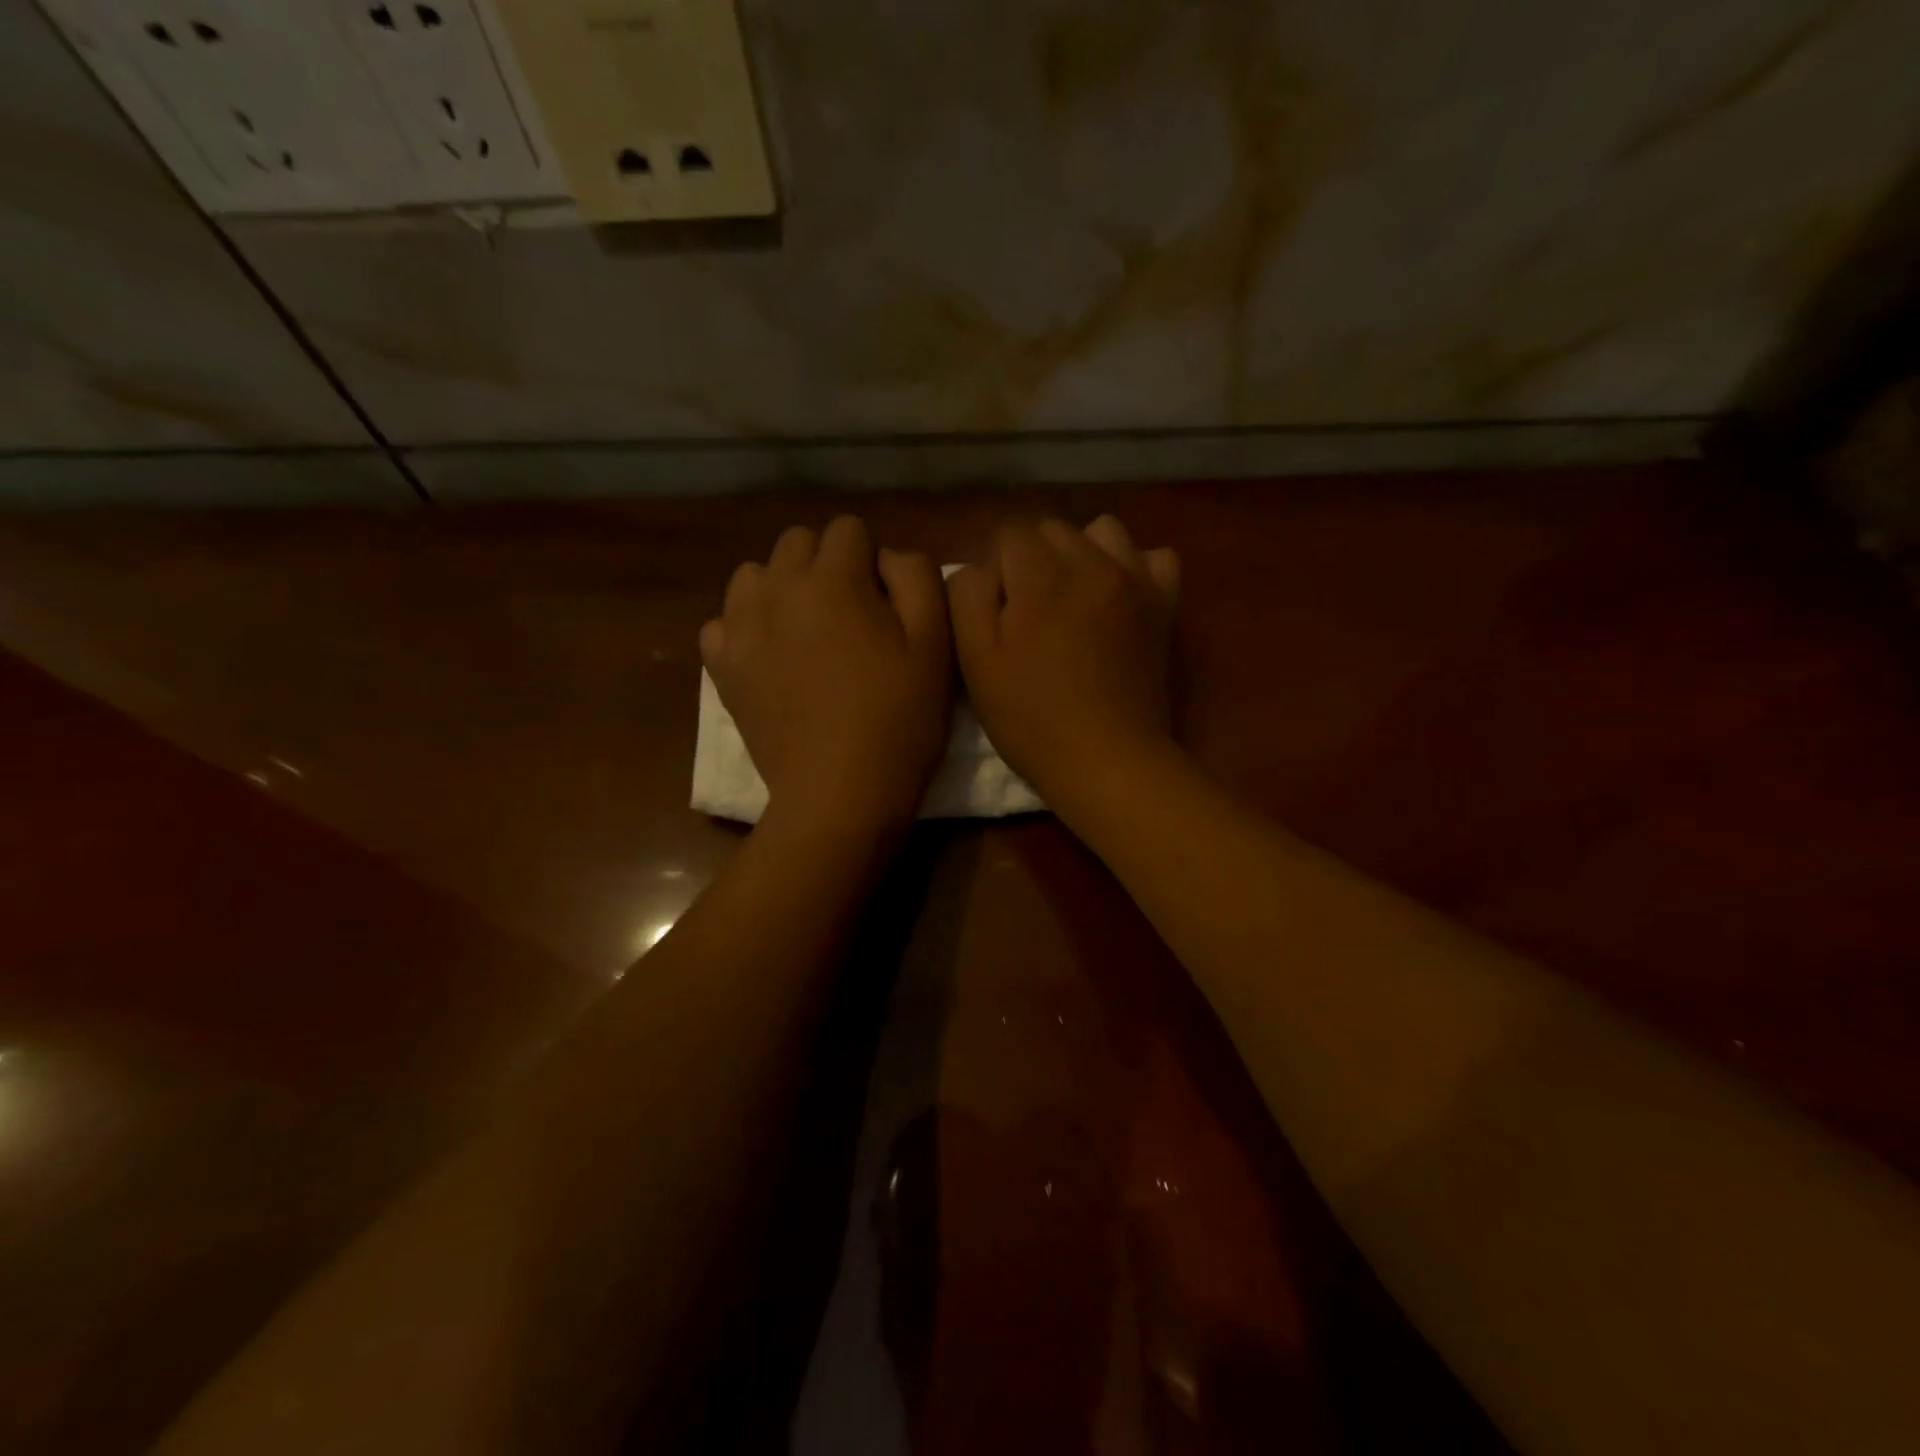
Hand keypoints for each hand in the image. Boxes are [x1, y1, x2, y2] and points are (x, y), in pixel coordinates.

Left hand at [702, 516, 951, 836]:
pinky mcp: (722, 666)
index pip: (849, 529)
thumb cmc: (898, 719)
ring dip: (782, 589)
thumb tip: (886, 558)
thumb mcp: (935, 643)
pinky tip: (770, 657)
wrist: (840, 792)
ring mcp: (741, 627)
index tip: (885, 603)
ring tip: (805, 631)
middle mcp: (777, 588)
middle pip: (798, 542)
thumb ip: (916, 577)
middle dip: (826, 565)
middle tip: (850, 616)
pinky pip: (723, 622)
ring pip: (755, 575)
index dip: (873, 560)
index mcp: (833, 578)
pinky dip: (745, 629)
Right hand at [949, 515, 1180, 811]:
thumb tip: (982, 568)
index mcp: (1041, 578)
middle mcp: (1092, 564)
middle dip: (1032, 558)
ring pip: (1103, 531)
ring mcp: (1136, 581)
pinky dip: (1133, 566)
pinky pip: (1154, 557)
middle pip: (1053, 529)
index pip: (1010, 533)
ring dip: (1080, 553)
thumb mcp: (976, 663)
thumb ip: (968, 598)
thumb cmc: (1032, 719)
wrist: (1108, 761)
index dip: (996, 569)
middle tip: (1027, 611)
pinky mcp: (1164, 605)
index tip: (996, 611)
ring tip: (1071, 596)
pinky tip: (1117, 597)